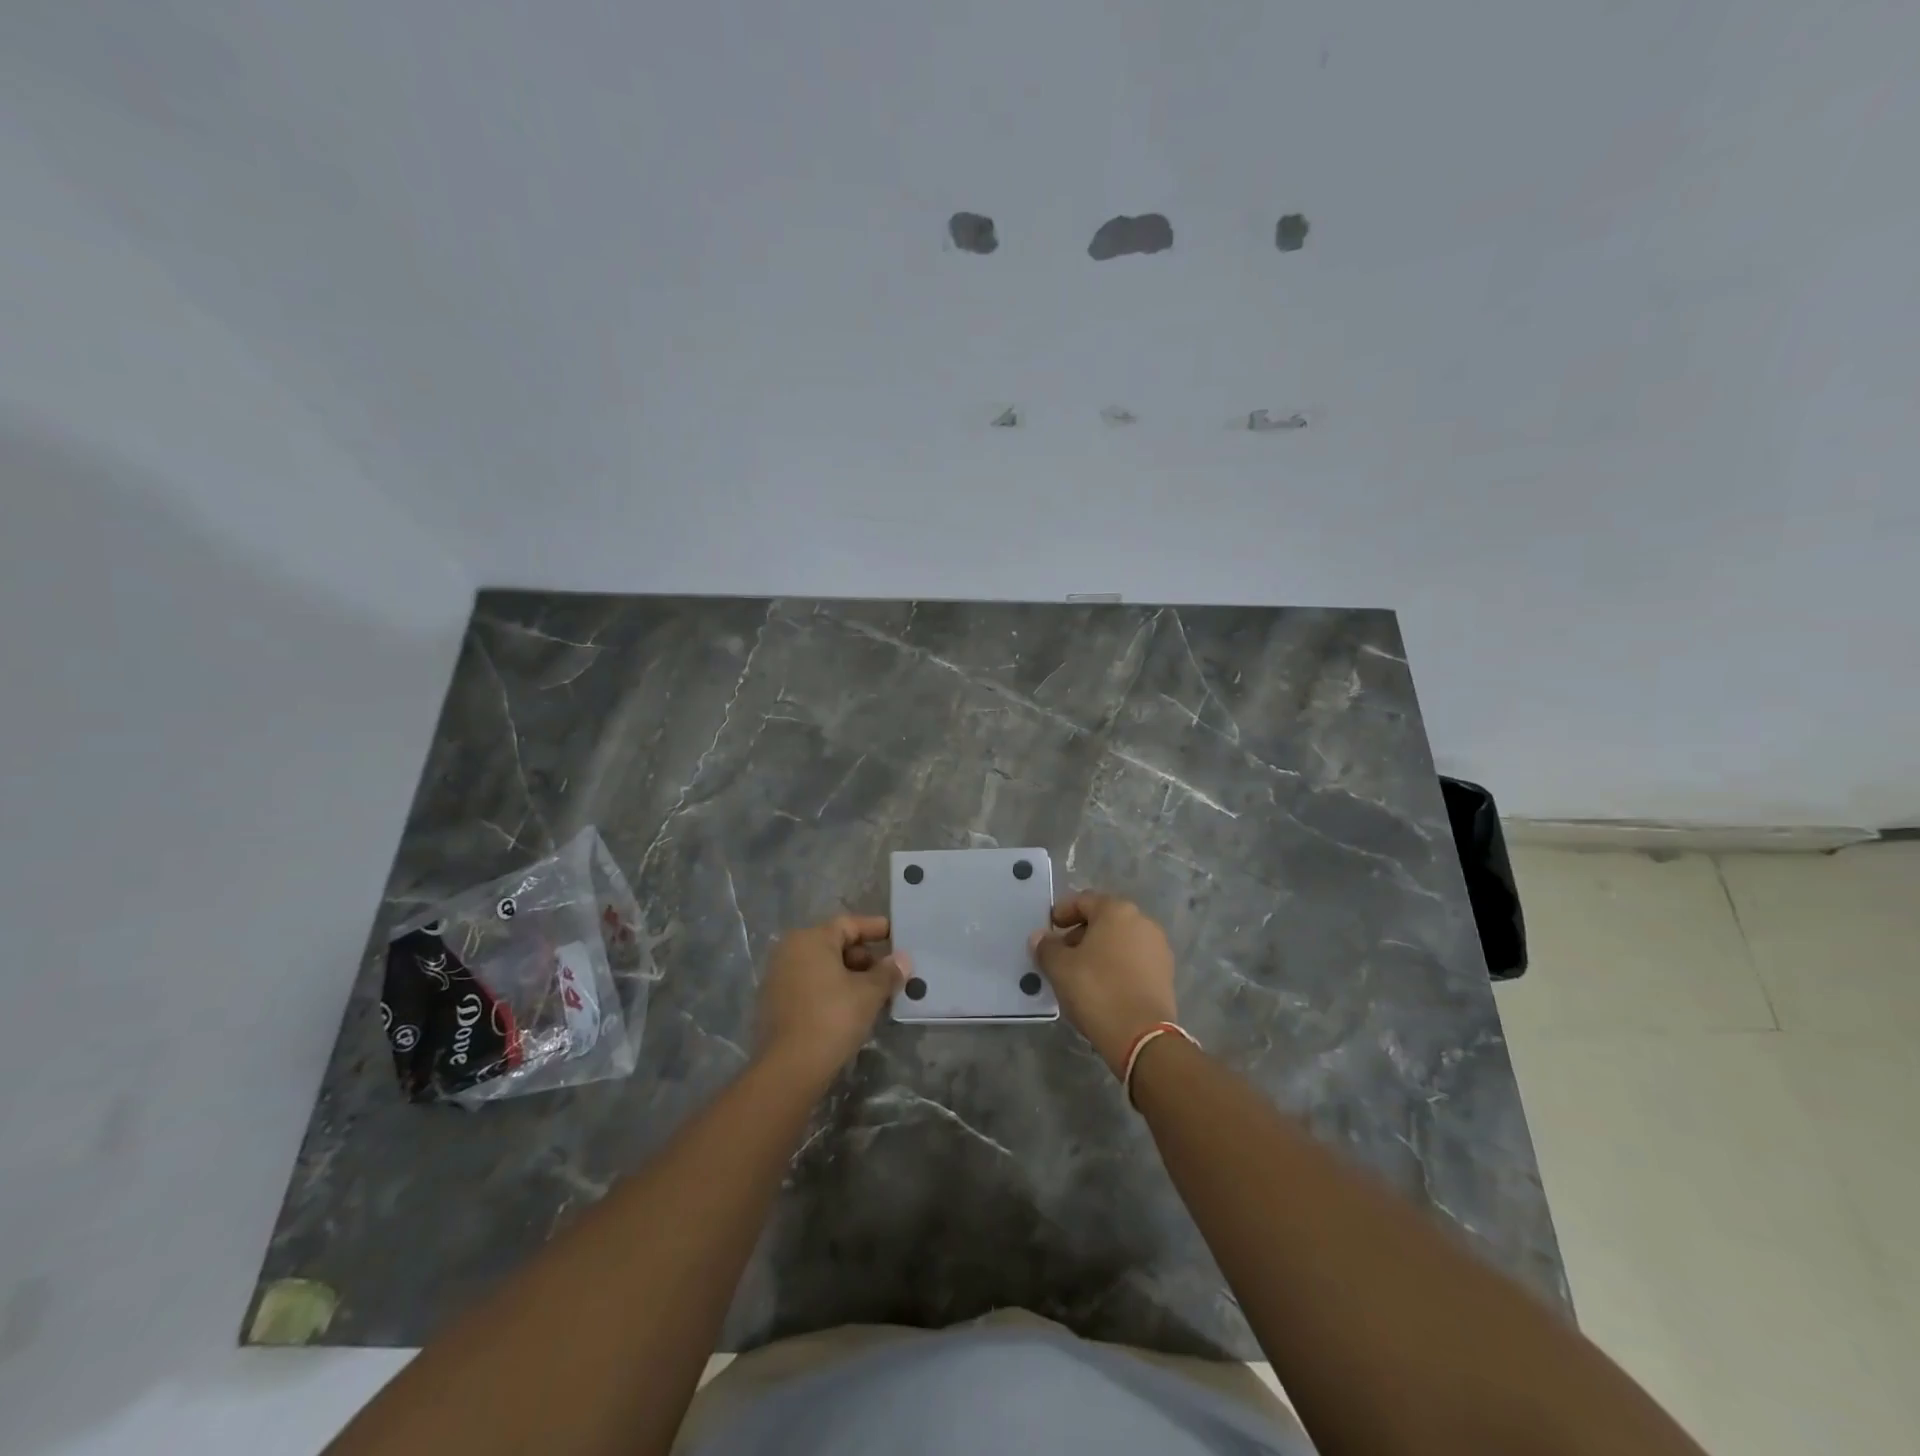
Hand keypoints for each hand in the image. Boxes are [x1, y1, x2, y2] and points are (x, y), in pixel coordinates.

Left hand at [755, 914, 906, 1085]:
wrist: (789, 1069)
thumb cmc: (832, 1018)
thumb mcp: (869, 993)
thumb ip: (888, 972)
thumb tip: (903, 959)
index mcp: (810, 939)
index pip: (849, 924)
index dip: (875, 929)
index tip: (897, 935)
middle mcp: (790, 951)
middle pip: (835, 944)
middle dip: (865, 957)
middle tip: (890, 972)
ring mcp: (779, 977)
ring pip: (823, 967)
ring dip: (850, 976)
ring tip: (876, 993)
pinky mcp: (775, 1003)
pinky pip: (811, 985)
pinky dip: (832, 990)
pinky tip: (852, 1008)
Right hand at [1031, 892, 1176, 1077]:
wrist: (1142, 1036)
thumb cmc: (1097, 990)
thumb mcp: (1060, 968)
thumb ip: (1046, 948)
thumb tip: (1040, 937)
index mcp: (1117, 911)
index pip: (1083, 900)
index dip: (1062, 912)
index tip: (1048, 928)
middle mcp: (1142, 922)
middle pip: (1104, 920)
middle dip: (1080, 933)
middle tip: (1060, 953)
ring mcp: (1158, 948)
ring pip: (1120, 941)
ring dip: (1098, 951)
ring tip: (1079, 973)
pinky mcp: (1166, 974)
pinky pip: (1133, 960)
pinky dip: (1116, 966)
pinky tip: (1102, 987)